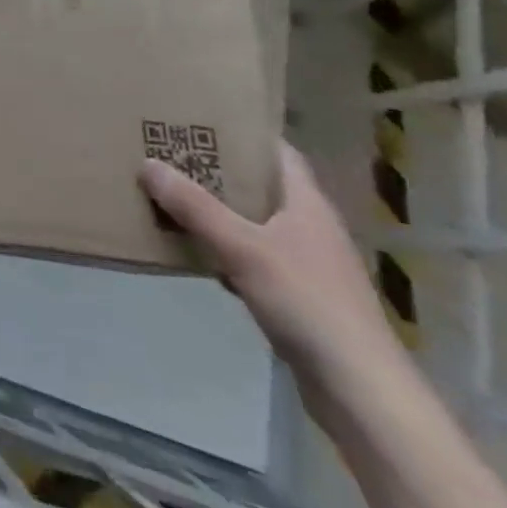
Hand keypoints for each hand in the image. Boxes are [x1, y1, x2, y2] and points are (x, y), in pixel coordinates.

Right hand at [141, 142, 401, 386]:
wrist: (358, 389)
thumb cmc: (307, 303)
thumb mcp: (242, 248)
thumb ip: (195, 207)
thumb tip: (148, 163)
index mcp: (307, 204)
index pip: (278, 153)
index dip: (244, 133)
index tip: (200, 119)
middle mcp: (309, 226)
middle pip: (260, 185)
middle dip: (217, 170)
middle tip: (170, 152)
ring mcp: (305, 263)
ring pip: (252, 221)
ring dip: (216, 210)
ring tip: (170, 194)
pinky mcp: (296, 295)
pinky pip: (250, 255)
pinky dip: (221, 247)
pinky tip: (192, 250)